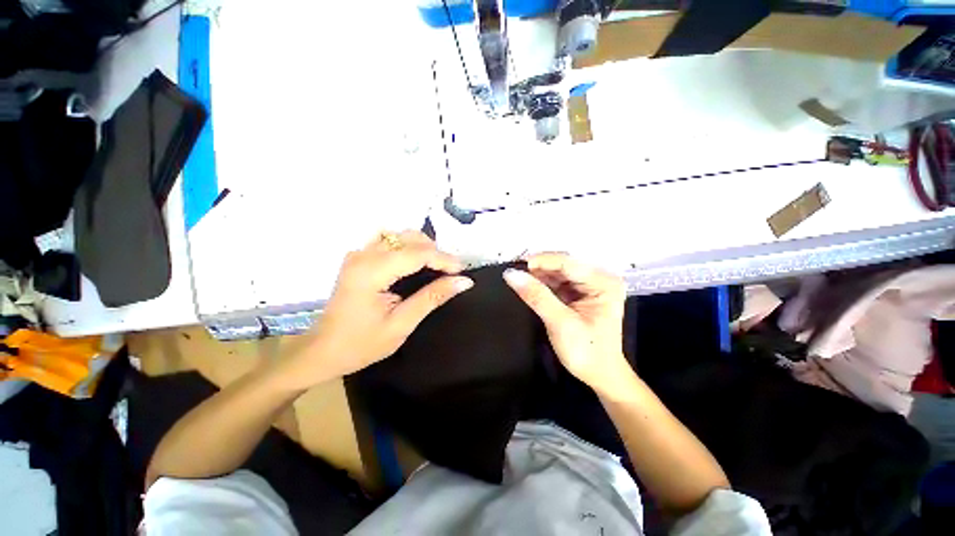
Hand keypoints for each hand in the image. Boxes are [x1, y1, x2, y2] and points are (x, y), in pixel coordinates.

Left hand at [290, 231, 472, 384]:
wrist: (323, 350)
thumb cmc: (361, 344)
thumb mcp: (402, 324)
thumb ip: (432, 297)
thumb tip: (464, 281)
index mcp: (372, 271)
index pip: (417, 253)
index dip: (444, 259)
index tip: (463, 271)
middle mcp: (364, 255)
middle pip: (409, 238)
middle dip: (435, 252)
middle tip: (450, 274)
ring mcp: (358, 253)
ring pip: (400, 236)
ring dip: (422, 248)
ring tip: (436, 268)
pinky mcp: (358, 257)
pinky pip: (389, 241)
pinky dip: (407, 247)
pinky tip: (413, 263)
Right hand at [504, 253, 630, 392]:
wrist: (600, 375)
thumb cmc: (587, 352)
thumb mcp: (560, 323)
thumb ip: (536, 296)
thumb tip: (511, 274)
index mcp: (604, 283)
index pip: (568, 263)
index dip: (541, 261)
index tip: (516, 264)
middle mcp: (599, 279)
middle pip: (563, 265)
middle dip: (539, 268)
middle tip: (514, 271)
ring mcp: (590, 286)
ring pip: (558, 272)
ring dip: (538, 275)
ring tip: (518, 277)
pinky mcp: (580, 294)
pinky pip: (558, 282)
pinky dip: (542, 283)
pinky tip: (529, 284)